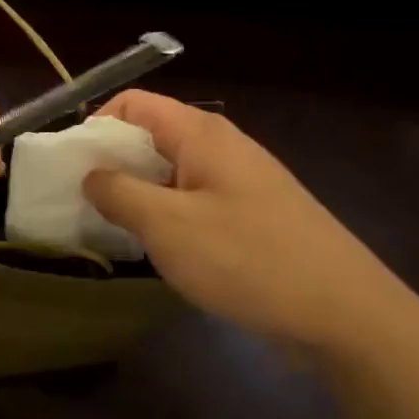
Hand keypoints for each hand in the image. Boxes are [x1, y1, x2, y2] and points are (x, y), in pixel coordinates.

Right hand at [82, 91, 407, 350]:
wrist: (347, 315)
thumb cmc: (248, 259)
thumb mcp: (168, 226)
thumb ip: (119, 193)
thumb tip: (91, 174)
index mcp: (201, 134)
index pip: (134, 103)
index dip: (96, 125)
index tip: (72, 166)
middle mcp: (222, 147)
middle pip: (153, 135)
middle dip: (114, 163)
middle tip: (85, 202)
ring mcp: (242, 182)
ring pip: (174, 172)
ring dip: (140, 193)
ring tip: (116, 229)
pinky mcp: (255, 216)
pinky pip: (197, 201)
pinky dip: (169, 215)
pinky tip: (162, 251)